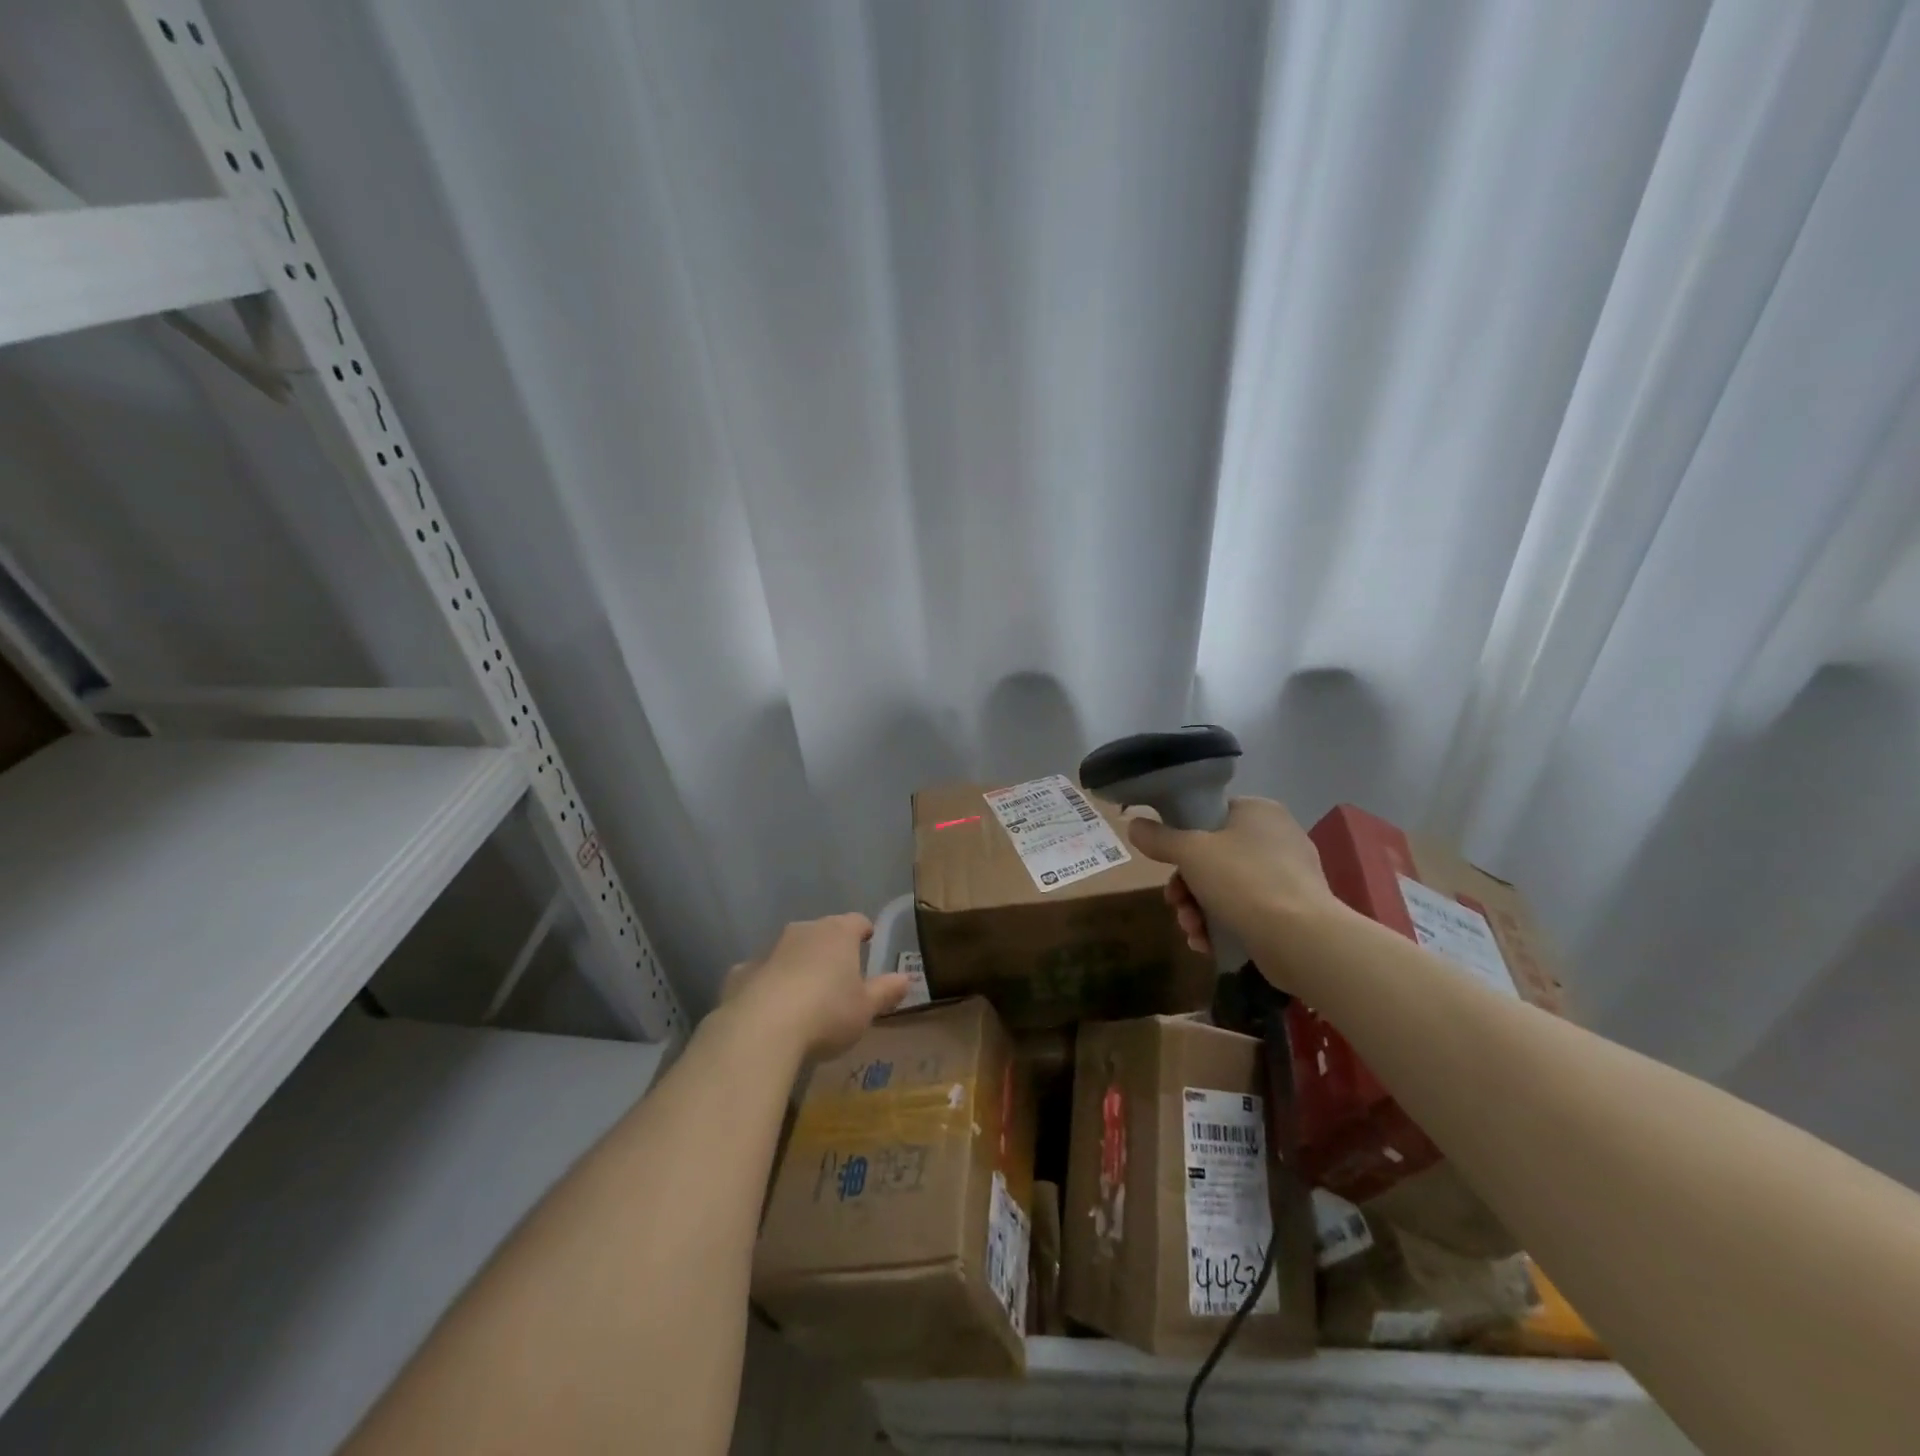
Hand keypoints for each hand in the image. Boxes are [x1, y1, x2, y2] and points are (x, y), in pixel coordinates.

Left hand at [721, 913, 907, 1059]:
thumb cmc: (826, 1013)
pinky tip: (768, 1008)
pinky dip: (767, 984)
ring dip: (797, 965)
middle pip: (821, 933)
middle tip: (838, 974)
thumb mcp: (865, 1008)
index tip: (867, 940)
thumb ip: (885, 991)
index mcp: (838, 934)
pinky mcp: (741, 973)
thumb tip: (905, 978)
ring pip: (789, 951)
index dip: (863, 930)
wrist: (761, 1029)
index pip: (856, 921)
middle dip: (829, 949)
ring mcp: (769, 950)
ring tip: (804, 995)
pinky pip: (760, 973)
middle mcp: (803, 931)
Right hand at [1127, 798, 1339, 981]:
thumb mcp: (1190, 852)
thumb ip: (1159, 837)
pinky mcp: (1291, 912)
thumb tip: (1133, 825)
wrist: (1301, 939)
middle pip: (1212, 856)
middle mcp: (1276, 837)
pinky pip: (1245, 911)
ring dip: (1197, 910)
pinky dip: (1221, 926)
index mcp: (1259, 811)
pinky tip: (1205, 944)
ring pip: (1224, 887)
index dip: (1181, 836)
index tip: (1165, 862)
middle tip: (1174, 903)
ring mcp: (1287, 876)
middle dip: (1185, 886)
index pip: (1210, 814)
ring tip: (1191, 930)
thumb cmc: (1243, 880)